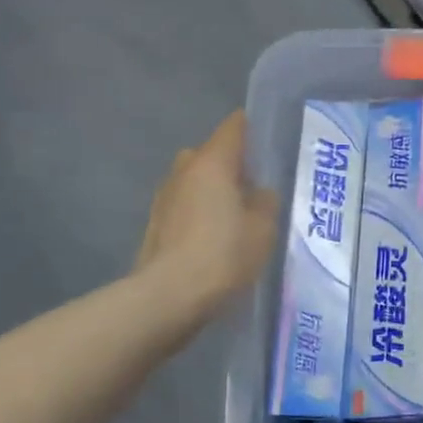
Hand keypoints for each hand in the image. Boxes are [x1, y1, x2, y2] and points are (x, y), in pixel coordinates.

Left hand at [135, 112, 276, 317]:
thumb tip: (258, 192)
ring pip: (194, 181)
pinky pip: (185, 206)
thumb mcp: (263, 228)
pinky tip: (215, 237)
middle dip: (230, 164)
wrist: (170, 295)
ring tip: (235, 215)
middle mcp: (184, 170)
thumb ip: (265, 202)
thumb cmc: (224, 254)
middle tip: (254, 185)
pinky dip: (199, 213)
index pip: (233, 128)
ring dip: (212, 191)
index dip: (250, 128)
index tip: (266, 138)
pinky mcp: (156, 224)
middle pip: (210, 154)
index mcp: (212, 163)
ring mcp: (164, 197)